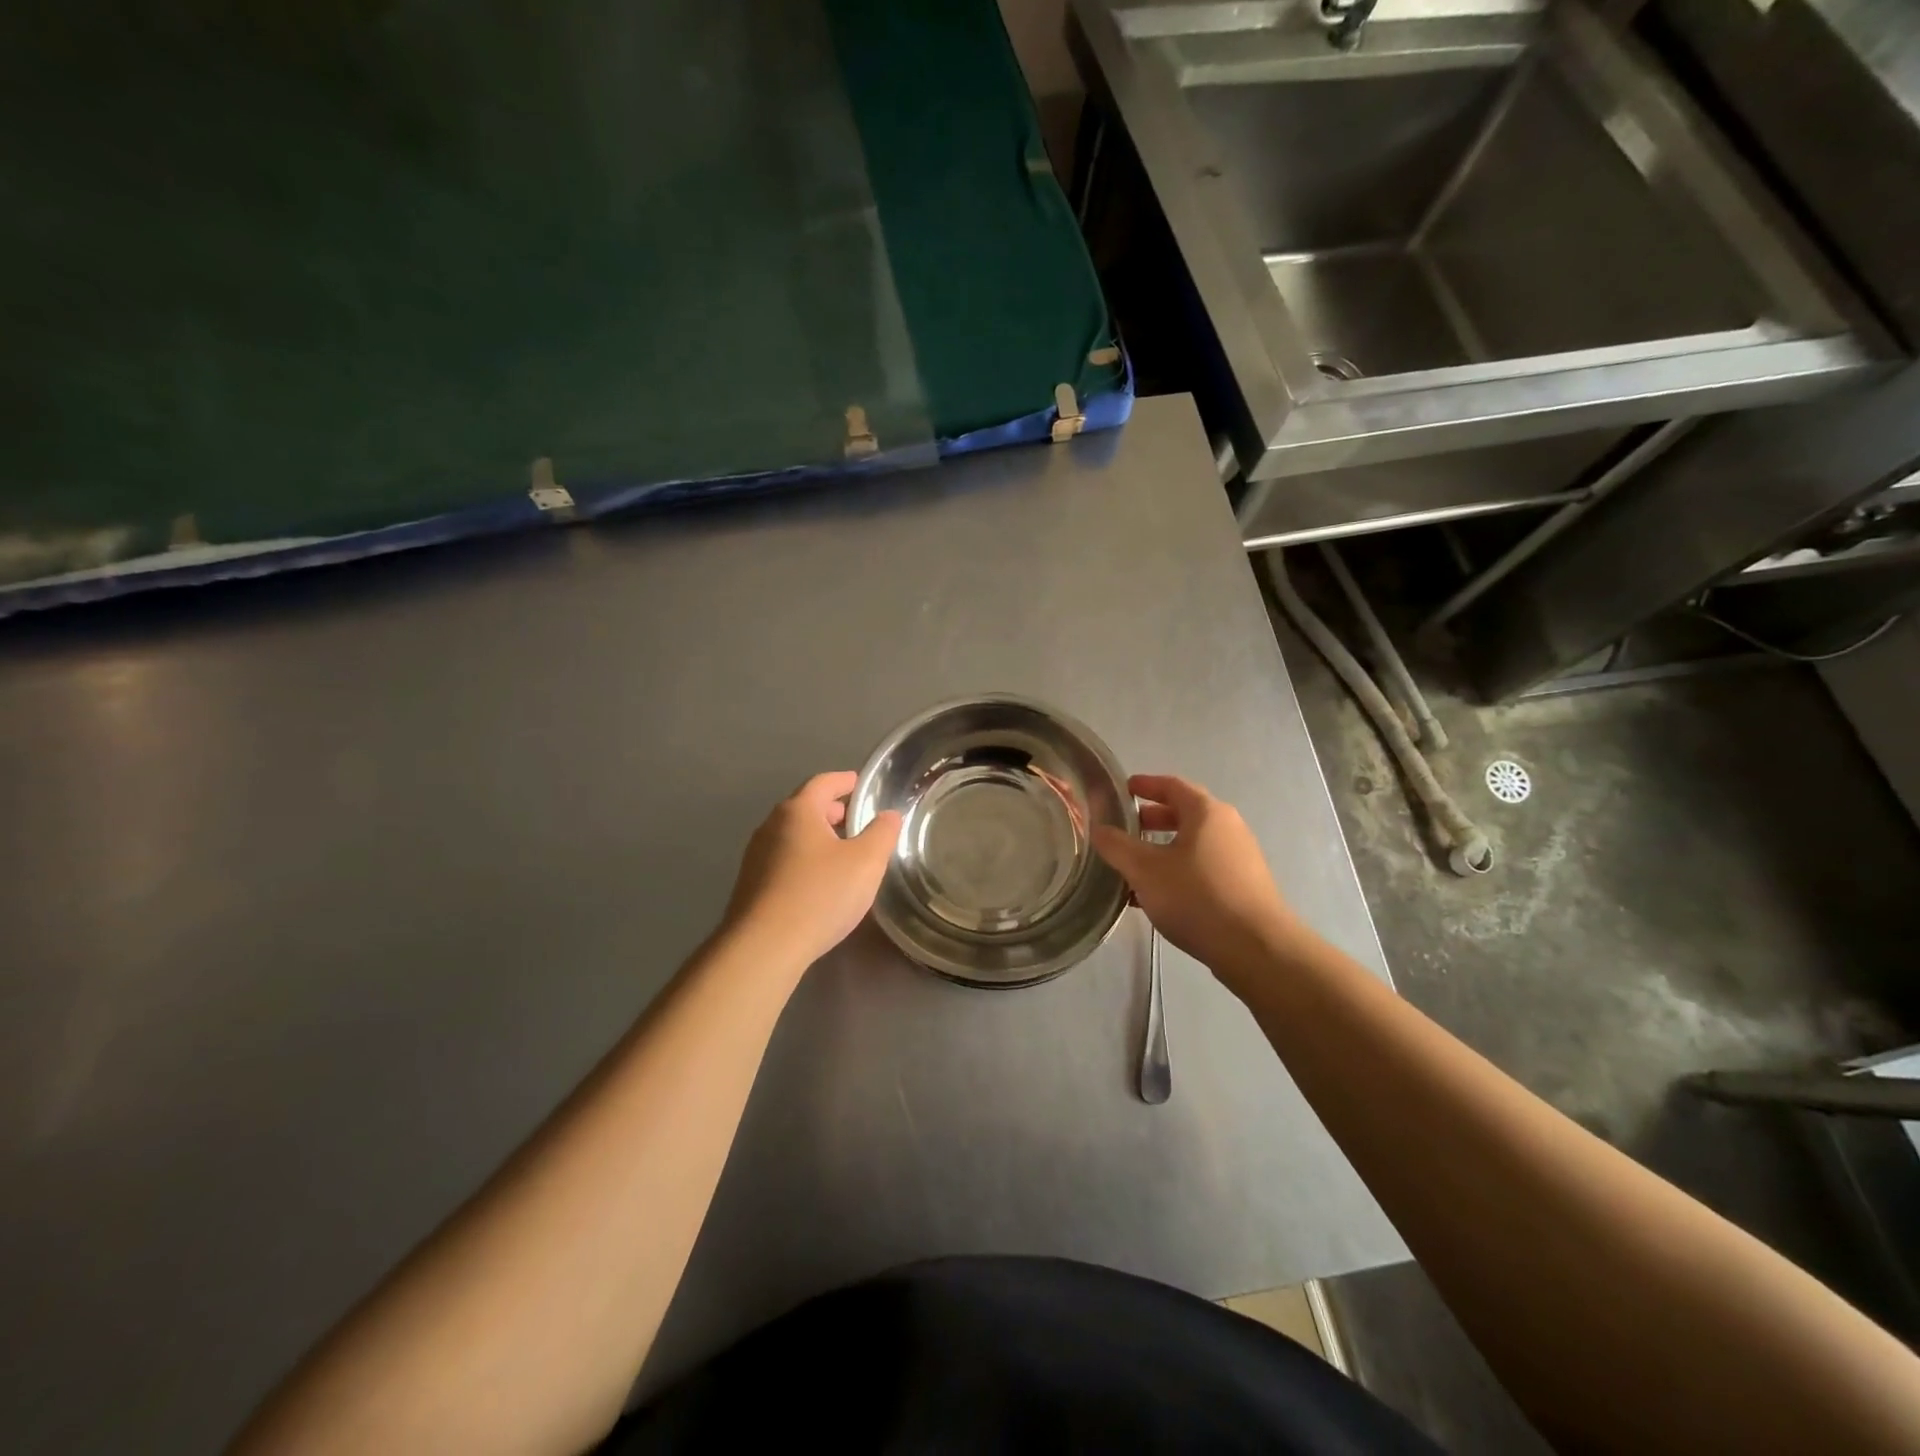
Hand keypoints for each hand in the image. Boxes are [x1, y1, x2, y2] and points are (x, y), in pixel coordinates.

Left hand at [723, 772, 901, 969]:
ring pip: (792, 835)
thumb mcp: (866, 862)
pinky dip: (804, 859)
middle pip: (804, 808)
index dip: (844, 781)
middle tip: (855, 819)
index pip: (823, 783)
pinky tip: (819, 882)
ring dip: (817, 837)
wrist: (764, 947)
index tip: (859, 783)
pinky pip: (783, 860)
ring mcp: (756, 856)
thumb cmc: (820, 895)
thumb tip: (889, 815)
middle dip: (831, 811)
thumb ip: (882, 833)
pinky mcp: (750, 885)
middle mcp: (771, 826)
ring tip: (842, 852)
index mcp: (797, 811)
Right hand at [1092, 774, 1300, 987]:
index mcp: (1206, 813)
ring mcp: (1240, 858)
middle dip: (1152, 820)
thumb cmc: (1197, 896)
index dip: (1145, 785)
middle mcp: (1228, 828)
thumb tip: (1098, 829)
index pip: (1172, 785)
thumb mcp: (1145, 870)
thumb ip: (1117, 846)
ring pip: (1193, 844)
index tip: (1123, 789)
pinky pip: (1203, 868)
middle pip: (1185, 814)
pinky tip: (1157, 897)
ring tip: (1134, 867)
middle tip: (1125, 829)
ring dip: (1163, 850)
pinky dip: (1178, 871)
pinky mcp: (1243, 887)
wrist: (1256, 949)